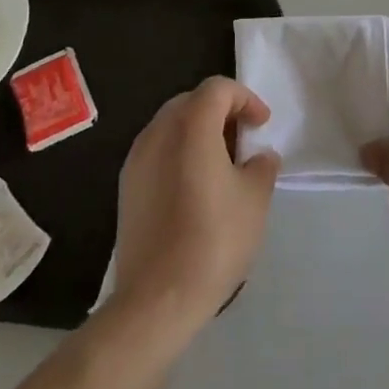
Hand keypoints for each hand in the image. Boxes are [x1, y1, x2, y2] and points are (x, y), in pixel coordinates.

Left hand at [113, 76, 279, 331]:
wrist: (156, 299)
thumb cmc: (213, 240)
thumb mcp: (255, 200)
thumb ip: (262, 166)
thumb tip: (260, 156)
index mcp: (191, 125)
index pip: (218, 88)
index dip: (245, 98)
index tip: (262, 125)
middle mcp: (159, 131)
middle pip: (192, 101)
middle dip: (221, 112)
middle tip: (243, 140)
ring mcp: (137, 158)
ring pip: (172, 125)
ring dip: (199, 132)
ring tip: (221, 164)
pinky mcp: (126, 186)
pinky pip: (157, 150)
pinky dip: (179, 153)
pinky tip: (194, 187)